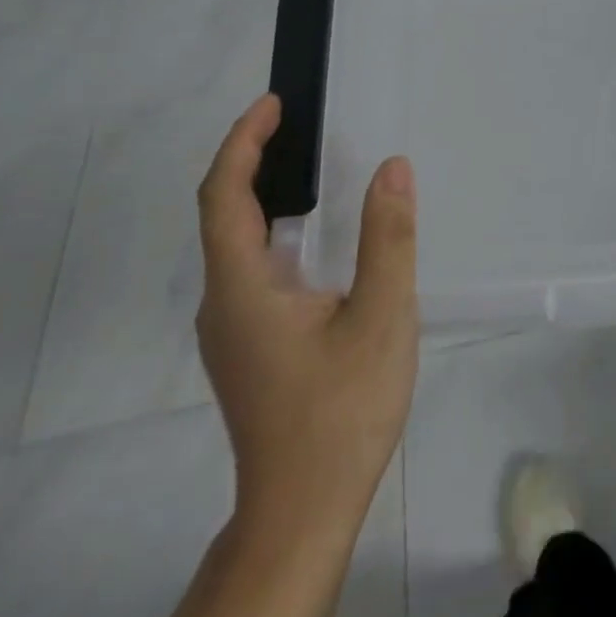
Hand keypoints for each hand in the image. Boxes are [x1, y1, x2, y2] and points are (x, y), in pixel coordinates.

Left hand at [195, 95, 418, 548]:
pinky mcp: (249, 347)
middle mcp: (223, 302)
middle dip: (253, 160)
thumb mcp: (381, 316)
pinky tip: (318, 239)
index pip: (224, 197)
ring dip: (265, 196)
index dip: (244, 143)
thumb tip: (392, 167)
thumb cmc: (340, 410)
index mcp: (243, 288)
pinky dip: (276, 231)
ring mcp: (232, 329)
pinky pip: (253, 269)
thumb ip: (388, 237)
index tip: (273, 104)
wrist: (302, 512)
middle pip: (224, 215)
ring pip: (237, 245)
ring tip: (312, 166)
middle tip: (299, 124)